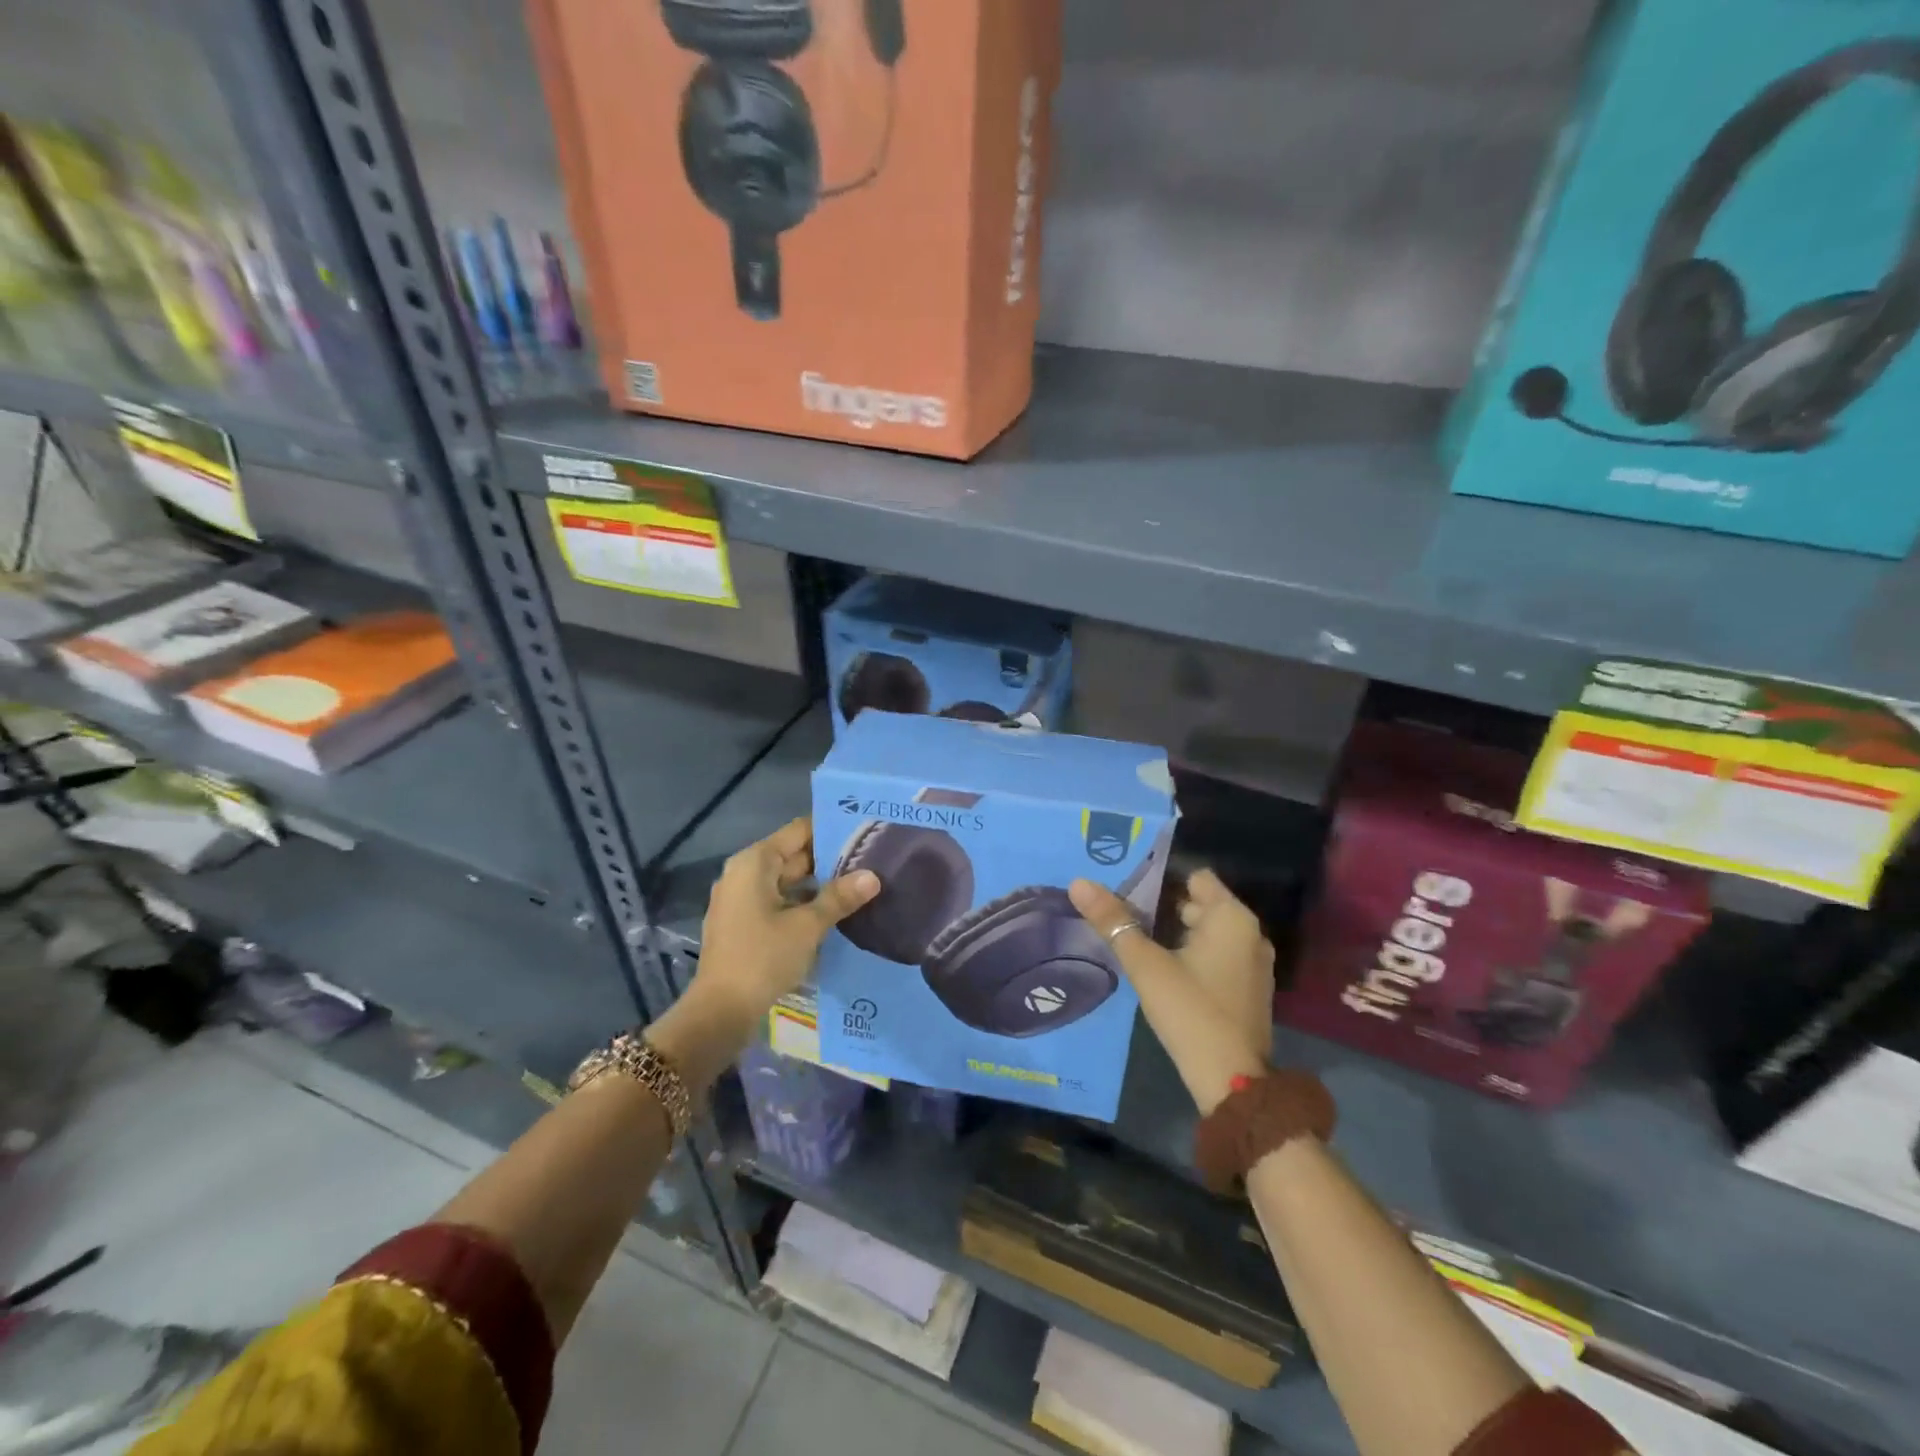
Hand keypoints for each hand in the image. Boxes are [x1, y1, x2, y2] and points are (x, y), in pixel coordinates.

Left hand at [693, 817, 879, 1026]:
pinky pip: (778, 901)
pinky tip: (834, 912)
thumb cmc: (763, 957)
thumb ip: (840, 897)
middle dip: (830, 859)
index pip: (799, 830)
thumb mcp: (808, 926)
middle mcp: (744, 872)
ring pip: (788, 881)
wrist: (720, 1011)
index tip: (863, 831)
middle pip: (793, 855)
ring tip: (860, 885)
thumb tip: (872, 876)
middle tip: (871, 859)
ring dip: (819, 885)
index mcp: (755, 862)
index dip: (831, 829)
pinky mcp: (743, 922)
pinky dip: (803, 903)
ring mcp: (741, 899)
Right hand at [1069, 869, 1274, 1113]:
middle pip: (1200, 904)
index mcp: (1232, 918)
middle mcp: (1250, 933)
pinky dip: (1193, 955)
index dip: (1161, 878)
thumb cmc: (1190, 1011)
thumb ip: (1113, 922)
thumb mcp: (1145, 964)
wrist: (1232, 1082)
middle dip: (1163, 906)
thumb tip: (1079, 883)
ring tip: (1137, 939)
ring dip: (1177, 933)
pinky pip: (1217, 956)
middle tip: (1124, 914)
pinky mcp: (1249, 989)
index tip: (1128, 887)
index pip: (1195, 877)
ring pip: (1208, 932)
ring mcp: (1253, 963)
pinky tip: (1163, 969)